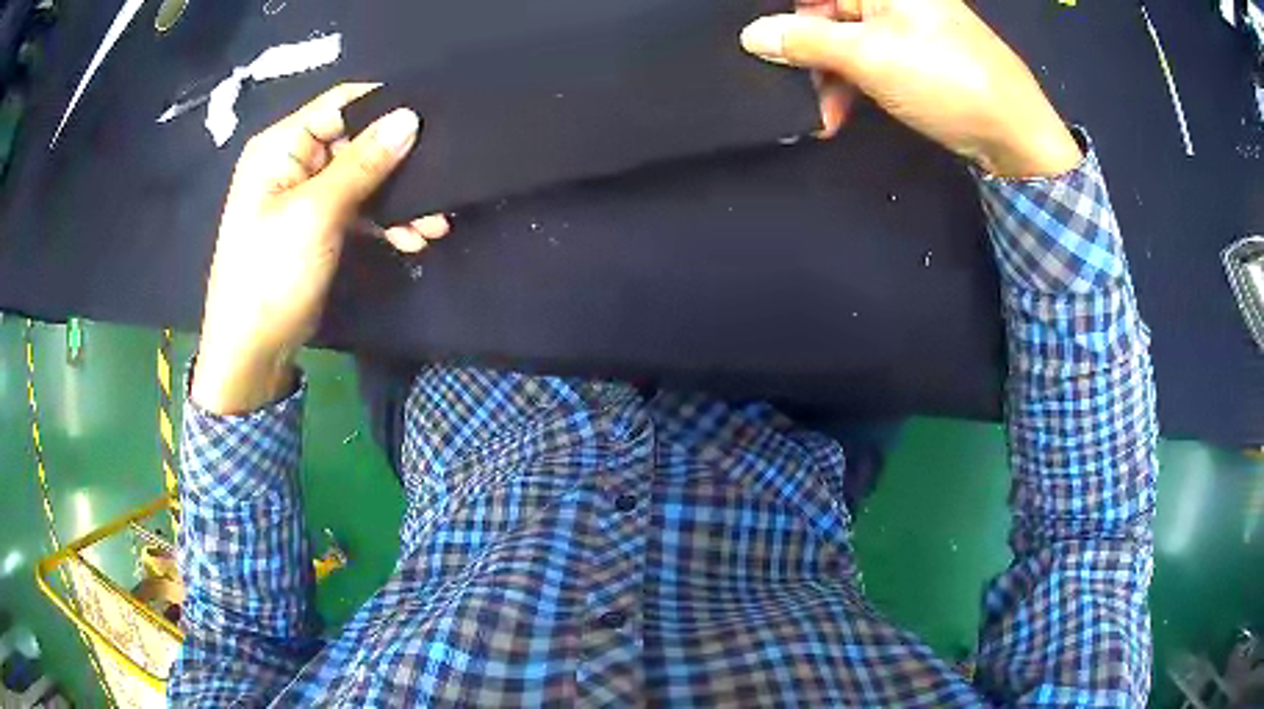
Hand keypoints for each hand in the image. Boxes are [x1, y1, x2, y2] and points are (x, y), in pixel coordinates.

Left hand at [193, 84, 449, 414]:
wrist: (251, 352)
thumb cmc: (271, 275)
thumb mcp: (316, 213)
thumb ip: (363, 163)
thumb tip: (410, 116)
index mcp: (281, 145)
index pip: (341, 104)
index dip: (386, 106)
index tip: (434, 118)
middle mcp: (293, 161)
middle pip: (356, 142)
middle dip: (400, 163)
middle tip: (443, 181)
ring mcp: (305, 195)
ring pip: (363, 179)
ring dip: (399, 198)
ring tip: (435, 223)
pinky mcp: (318, 226)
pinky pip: (358, 209)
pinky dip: (385, 221)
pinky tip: (413, 239)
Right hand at [741, 0, 1082, 177]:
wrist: (1017, 135)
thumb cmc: (945, 81)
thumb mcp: (870, 57)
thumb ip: (807, 42)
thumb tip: (752, 35)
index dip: (788, 19)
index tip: (768, 53)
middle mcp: (893, 0)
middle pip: (828, 15)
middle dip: (808, 55)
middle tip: (799, 92)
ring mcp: (907, 28)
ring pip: (847, 42)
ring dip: (829, 79)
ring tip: (825, 118)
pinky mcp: (917, 58)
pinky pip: (870, 61)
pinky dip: (853, 87)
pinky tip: (843, 114)